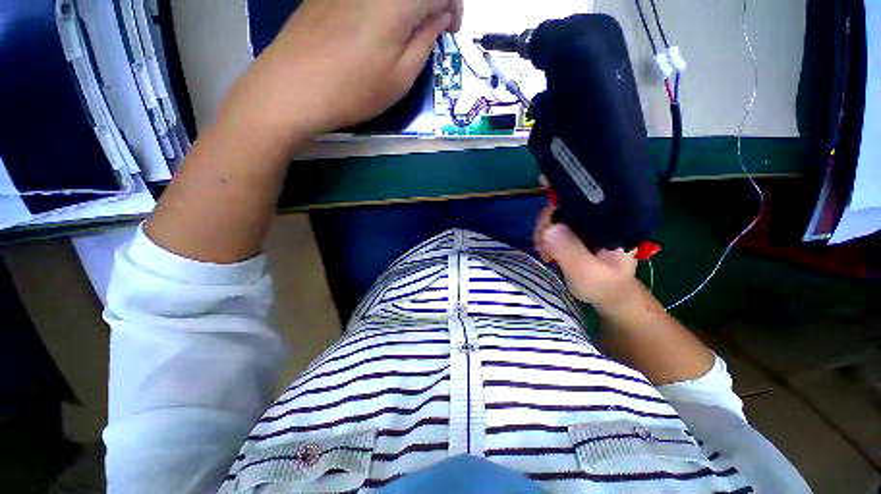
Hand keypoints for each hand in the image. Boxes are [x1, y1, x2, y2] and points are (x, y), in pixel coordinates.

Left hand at [223, 0, 462, 140]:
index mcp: (397, 0)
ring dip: (408, 5)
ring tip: (406, 31)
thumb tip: (439, 17)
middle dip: (432, 3)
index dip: (454, 6)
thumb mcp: (401, 77)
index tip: (450, 31)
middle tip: (432, 29)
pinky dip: (384, 4)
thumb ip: (426, 41)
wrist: (293, 88)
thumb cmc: (355, 90)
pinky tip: (377, 26)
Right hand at [535, 205, 639, 313]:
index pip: (581, 199)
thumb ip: (570, 250)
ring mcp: (584, 223)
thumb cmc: (603, 285)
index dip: (558, 203)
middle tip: (543, 248)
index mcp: (611, 220)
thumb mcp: (587, 272)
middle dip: (546, 225)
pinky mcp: (573, 232)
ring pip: (554, 216)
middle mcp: (597, 216)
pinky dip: (543, 238)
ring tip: (546, 254)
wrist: (607, 296)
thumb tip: (549, 227)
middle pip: (562, 205)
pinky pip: (551, 226)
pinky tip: (546, 252)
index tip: (545, 221)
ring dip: (542, 234)